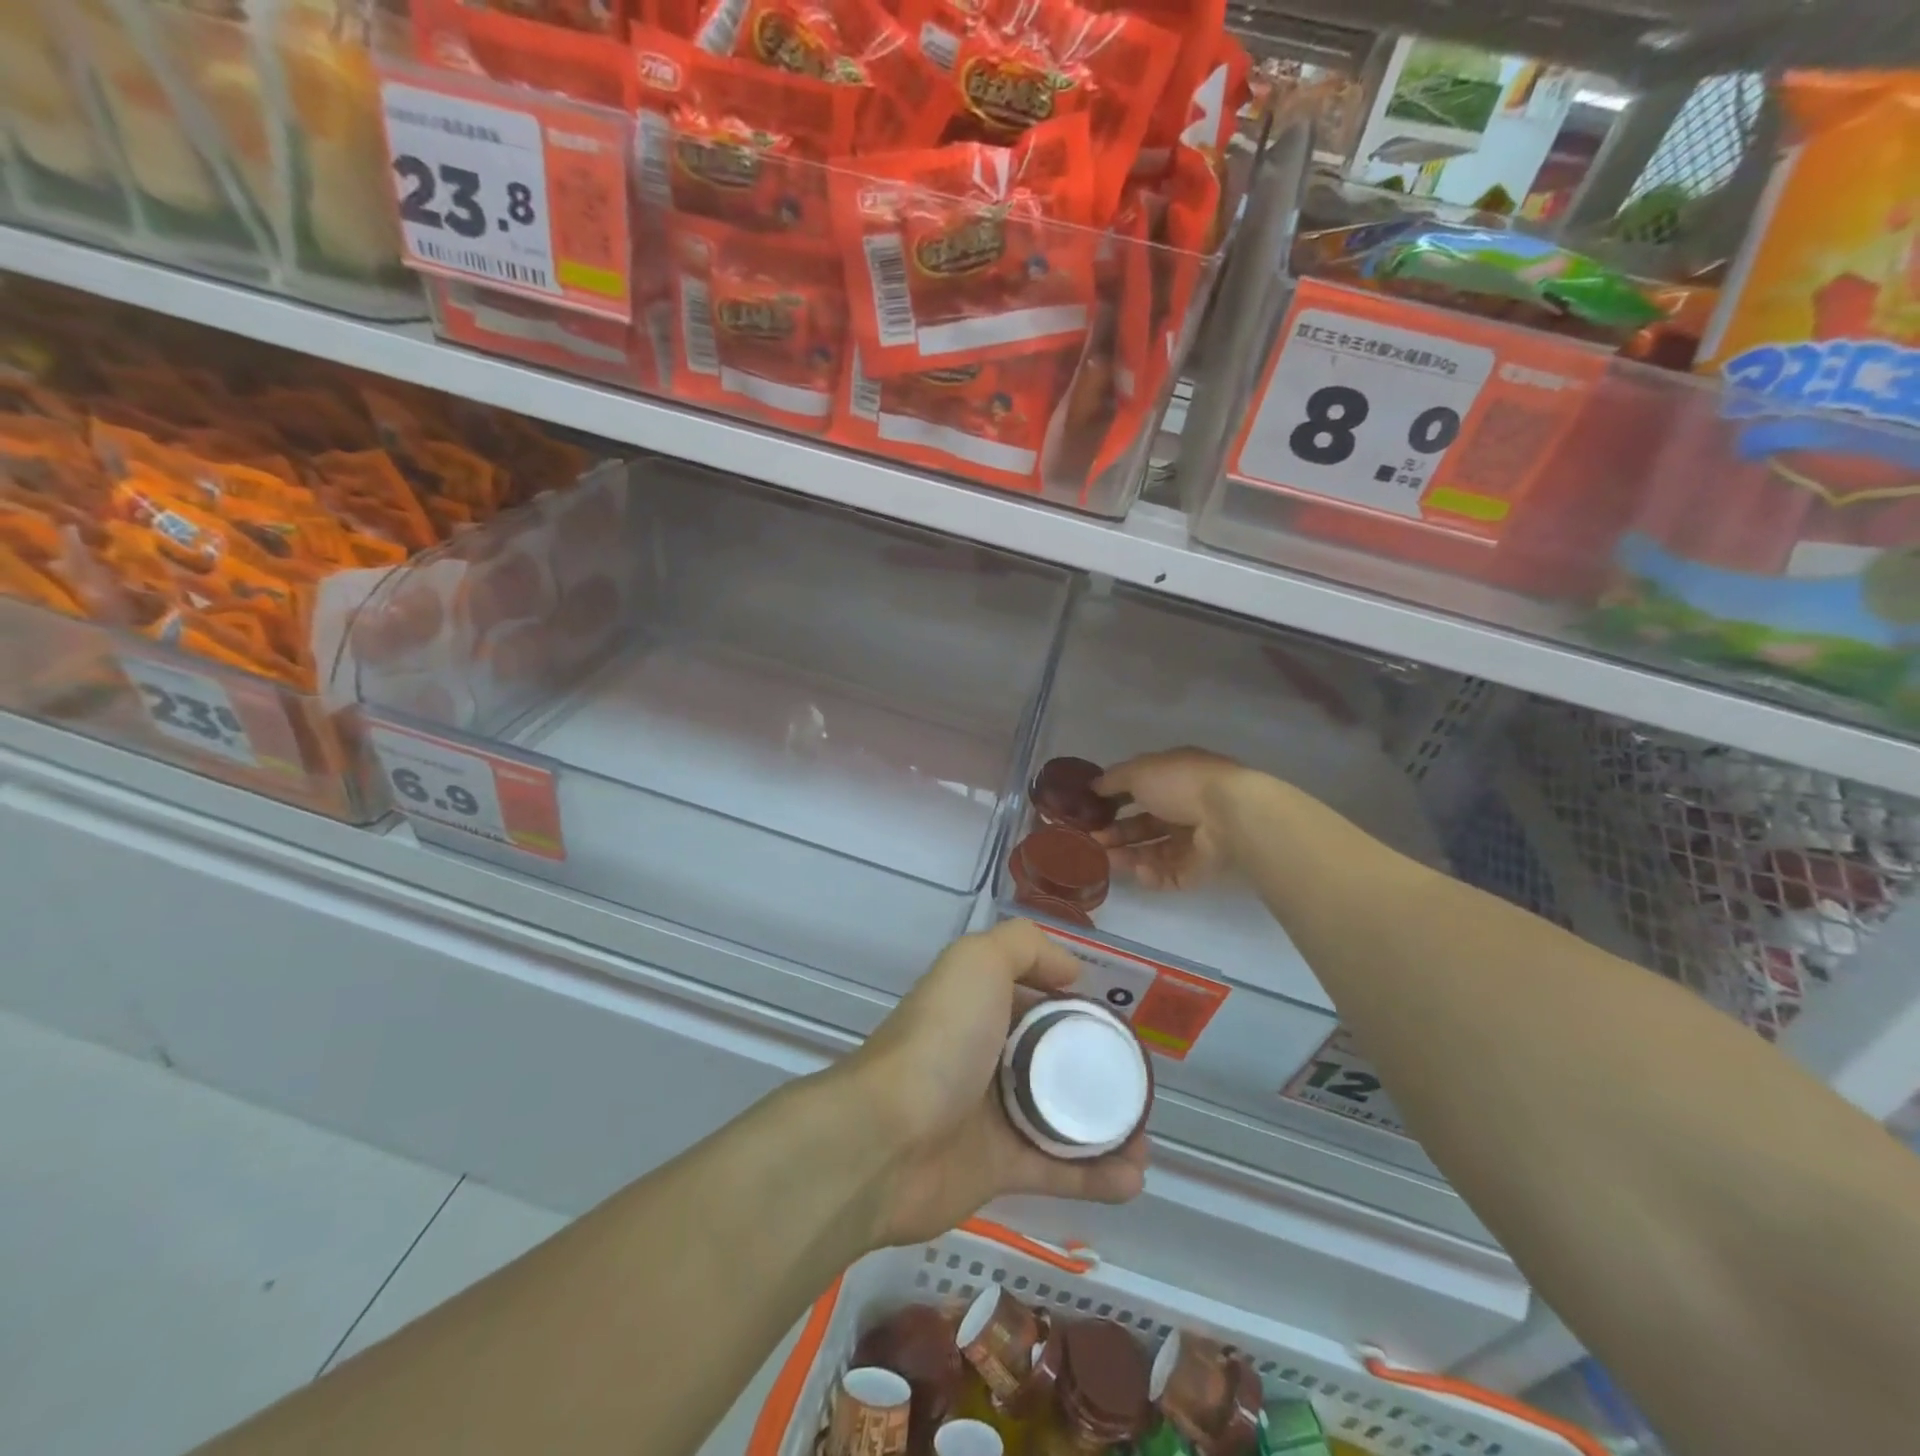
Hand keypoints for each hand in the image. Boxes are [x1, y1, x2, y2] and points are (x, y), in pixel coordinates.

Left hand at [843, 920, 1148, 1247]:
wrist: (887, 1138)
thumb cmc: (940, 1040)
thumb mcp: (978, 962)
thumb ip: (1023, 947)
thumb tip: (1071, 971)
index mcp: (979, 1006)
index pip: (1036, 998)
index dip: (1076, 1005)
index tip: (1117, 1020)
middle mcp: (985, 1055)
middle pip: (1053, 1058)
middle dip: (1098, 1068)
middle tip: (1139, 1083)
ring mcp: (990, 1114)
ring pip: (1061, 1116)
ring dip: (1107, 1127)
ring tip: (1145, 1139)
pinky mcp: (997, 1169)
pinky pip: (1057, 1169)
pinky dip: (1097, 1175)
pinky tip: (1135, 1178)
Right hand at [1094, 748, 1256, 890]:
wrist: (1227, 815)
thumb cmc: (1180, 784)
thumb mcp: (1139, 771)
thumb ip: (1113, 780)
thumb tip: (1093, 786)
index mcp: (1174, 779)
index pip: (1140, 790)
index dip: (1114, 800)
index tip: (1091, 810)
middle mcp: (1185, 808)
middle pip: (1145, 824)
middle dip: (1117, 832)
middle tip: (1093, 839)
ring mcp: (1195, 840)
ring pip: (1154, 851)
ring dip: (1128, 854)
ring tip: (1105, 857)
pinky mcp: (1200, 868)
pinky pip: (1170, 874)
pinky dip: (1152, 874)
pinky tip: (1137, 870)